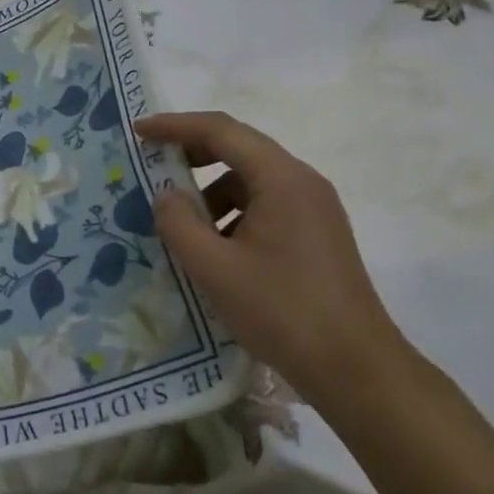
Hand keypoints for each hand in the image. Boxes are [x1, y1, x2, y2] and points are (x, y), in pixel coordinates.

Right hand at [135, 112, 416, 407]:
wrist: (354, 368)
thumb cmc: (281, 311)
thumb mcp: (215, 268)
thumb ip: (179, 223)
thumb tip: (165, 195)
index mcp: (281, 179)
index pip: (221, 131)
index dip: (175, 126)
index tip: (138, 131)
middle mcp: (302, 182)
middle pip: (240, 150)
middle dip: (192, 156)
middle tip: (153, 170)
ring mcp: (314, 209)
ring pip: (252, 182)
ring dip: (211, 193)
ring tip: (180, 226)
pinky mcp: (317, 236)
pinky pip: (265, 208)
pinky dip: (232, 216)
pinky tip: (214, 251)